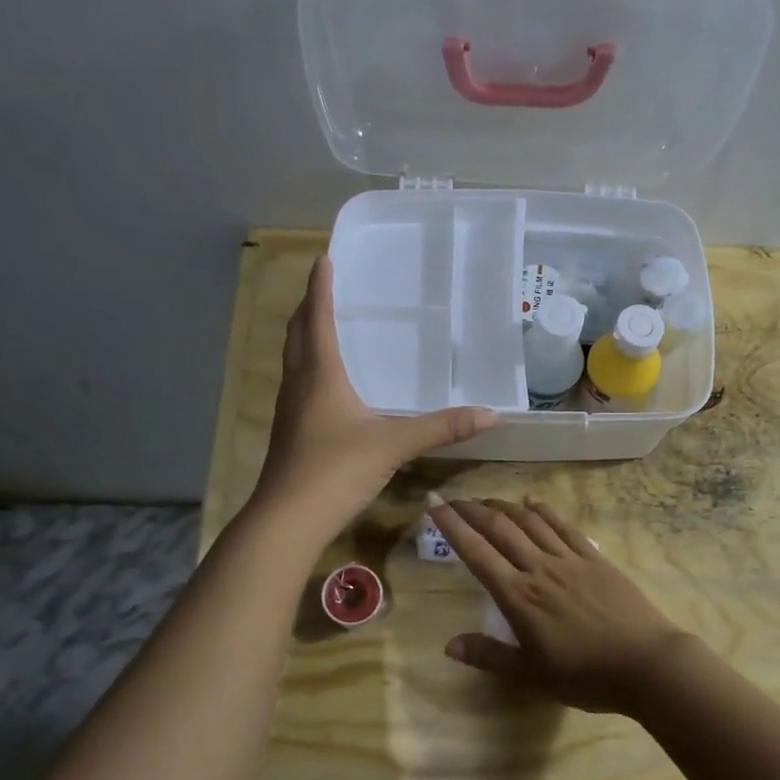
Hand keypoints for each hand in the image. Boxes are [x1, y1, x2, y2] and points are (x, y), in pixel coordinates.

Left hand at [254, 257, 498, 543]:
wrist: (288, 520)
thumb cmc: (336, 471)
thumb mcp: (394, 446)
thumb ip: (442, 428)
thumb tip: (492, 414)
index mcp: (320, 376)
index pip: (318, 319)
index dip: (320, 288)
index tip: (324, 259)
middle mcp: (299, 385)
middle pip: (297, 335)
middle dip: (308, 307)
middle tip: (322, 288)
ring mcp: (289, 411)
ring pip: (293, 361)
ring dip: (304, 337)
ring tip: (321, 326)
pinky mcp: (290, 434)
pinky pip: (298, 386)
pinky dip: (308, 369)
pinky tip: (325, 385)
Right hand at [428, 495, 691, 716]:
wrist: (646, 664)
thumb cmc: (585, 675)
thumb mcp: (531, 675)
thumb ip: (489, 656)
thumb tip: (449, 644)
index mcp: (519, 596)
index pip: (477, 553)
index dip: (452, 526)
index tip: (434, 504)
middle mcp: (540, 568)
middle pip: (500, 529)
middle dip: (473, 510)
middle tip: (454, 499)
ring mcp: (570, 559)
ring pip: (530, 522)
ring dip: (504, 506)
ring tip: (486, 500)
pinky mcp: (595, 558)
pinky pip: (564, 526)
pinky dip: (544, 511)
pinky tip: (533, 502)